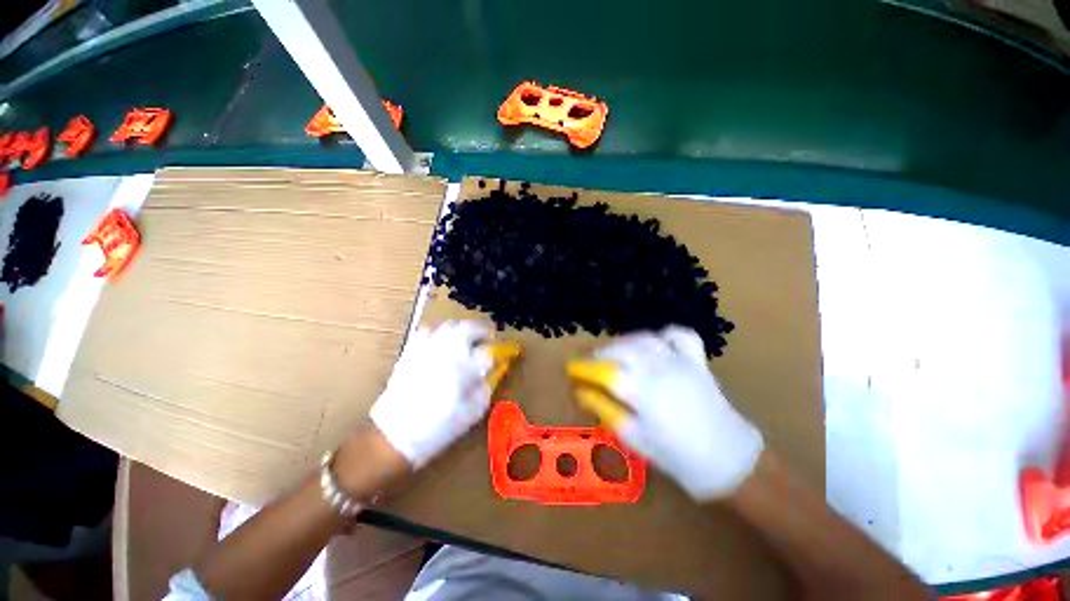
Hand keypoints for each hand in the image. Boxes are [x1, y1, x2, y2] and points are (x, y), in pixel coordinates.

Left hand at [370, 320, 493, 468]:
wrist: (394, 435)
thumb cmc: (438, 428)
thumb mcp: (471, 414)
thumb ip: (484, 390)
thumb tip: (487, 376)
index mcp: (464, 370)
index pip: (486, 353)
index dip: (493, 356)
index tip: (494, 361)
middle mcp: (447, 354)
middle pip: (469, 329)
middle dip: (481, 331)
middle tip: (485, 339)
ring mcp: (427, 350)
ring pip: (448, 326)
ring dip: (461, 329)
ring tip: (465, 338)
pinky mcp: (411, 352)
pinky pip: (426, 331)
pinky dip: (438, 331)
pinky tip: (440, 340)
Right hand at [587, 325, 763, 500]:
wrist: (731, 460)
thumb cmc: (679, 457)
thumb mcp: (635, 439)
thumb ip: (607, 411)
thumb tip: (582, 393)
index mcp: (642, 391)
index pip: (604, 371)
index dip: (583, 368)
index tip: (571, 369)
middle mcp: (659, 368)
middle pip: (621, 348)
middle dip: (600, 353)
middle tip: (591, 364)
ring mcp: (680, 361)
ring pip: (644, 337)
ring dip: (624, 341)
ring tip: (615, 352)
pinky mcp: (697, 361)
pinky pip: (679, 335)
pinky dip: (664, 334)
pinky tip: (655, 342)